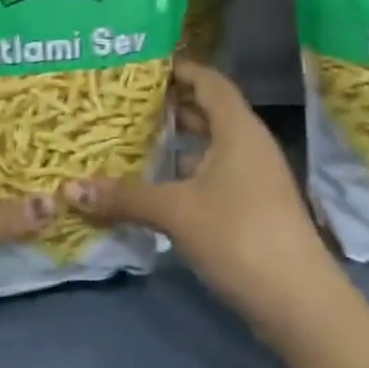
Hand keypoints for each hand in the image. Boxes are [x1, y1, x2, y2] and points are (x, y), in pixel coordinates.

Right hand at [69, 59, 336, 328]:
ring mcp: (256, 177)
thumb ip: (125, 196)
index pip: (209, 80)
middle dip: (170, 107)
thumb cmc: (238, 235)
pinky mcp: (255, 207)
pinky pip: (216, 174)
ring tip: (134, 141)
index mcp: (238, 128)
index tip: (142, 66)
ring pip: (212, 146)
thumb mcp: (176, 211)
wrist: (299, 301)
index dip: (179, 69)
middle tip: (127, 104)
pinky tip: (157, 187)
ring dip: (178, 144)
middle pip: (209, 111)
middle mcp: (250, 144)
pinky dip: (187, 173)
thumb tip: (69, 188)